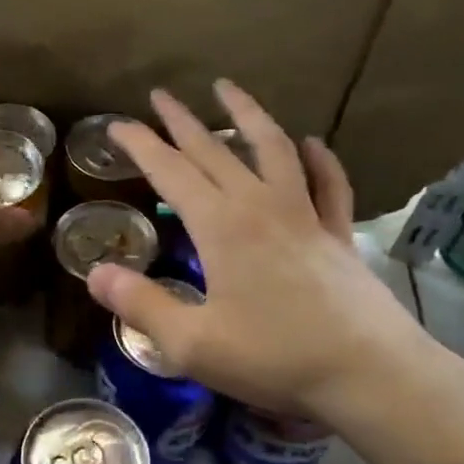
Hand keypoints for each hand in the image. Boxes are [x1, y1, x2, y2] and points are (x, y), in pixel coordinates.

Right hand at [87, 80, 454, 427]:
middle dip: (182, 121)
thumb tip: (95, 273)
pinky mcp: (337, 235)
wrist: (368, 374)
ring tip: (228, 89)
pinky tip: (312, 143)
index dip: (140, 146)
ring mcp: (305, 216)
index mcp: (220, 227)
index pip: (170, 172)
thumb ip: (141, 304)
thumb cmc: (274, 358)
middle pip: (214, 151)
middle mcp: (260, 207)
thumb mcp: (192, 342)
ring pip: (273, 149)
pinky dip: (320, 160)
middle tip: (161, 95)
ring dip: (248, 116)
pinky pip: (329, 185)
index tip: (117, 125)